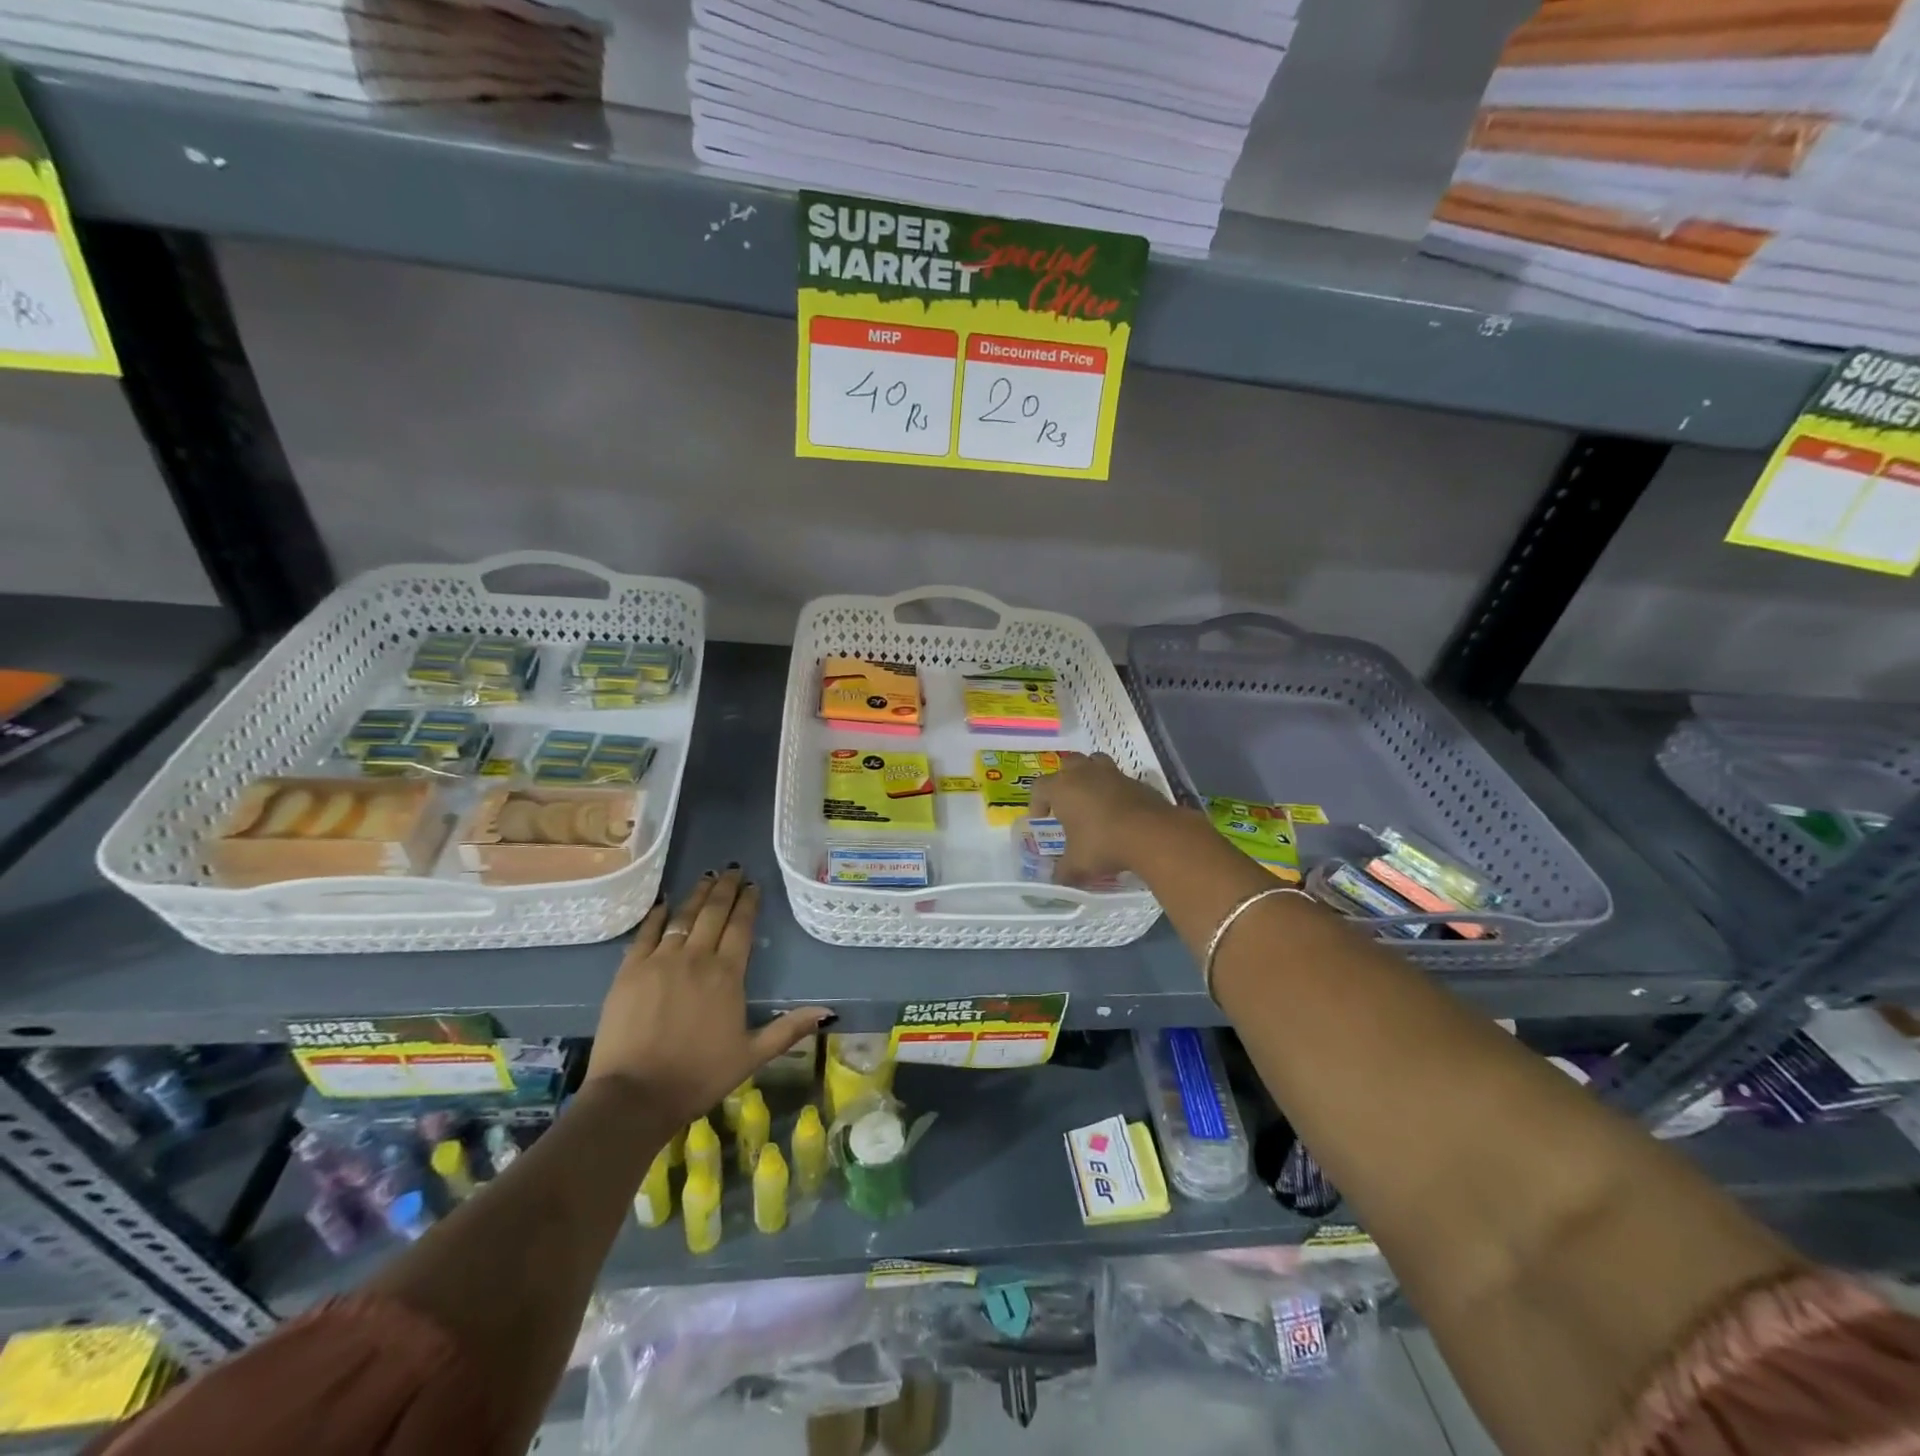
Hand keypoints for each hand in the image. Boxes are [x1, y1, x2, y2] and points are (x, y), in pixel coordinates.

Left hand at [584, 868, 832, 1125]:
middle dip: (725, 889)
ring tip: (706, 877)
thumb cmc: (699, 1076)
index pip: (741, 926)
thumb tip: (827, 1012)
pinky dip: (656, 916)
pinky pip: (646, 934)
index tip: (753, 885)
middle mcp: (696, 958)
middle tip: (733, 870)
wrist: (635, 1095)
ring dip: (696, 895)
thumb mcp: (751, 1055)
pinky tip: (663, 904)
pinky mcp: (629, 971)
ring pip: (682, 917)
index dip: (748, 902)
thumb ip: (788, 1030)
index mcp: (727, 975)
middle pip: (713, 913)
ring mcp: (659, 961)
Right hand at [1028, 753, 1185, 883]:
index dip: (1036, 803)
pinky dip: (1116, 791)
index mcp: (1062, 787)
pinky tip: (1120, 812)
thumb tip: (1057, 879)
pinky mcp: (1138, 781)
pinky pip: (1121, 780)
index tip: (1041, 820)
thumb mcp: (1077, 865)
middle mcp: (1085, 773)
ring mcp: (1113, 774)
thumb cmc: (1103, 844)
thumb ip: (1063, 871)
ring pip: (1096, 762)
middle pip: (1068, 764)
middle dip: (1064, 780)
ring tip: (1093, 798)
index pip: (1039, 787)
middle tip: (1067, 803)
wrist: (1152, 834)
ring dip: (1091, 776)